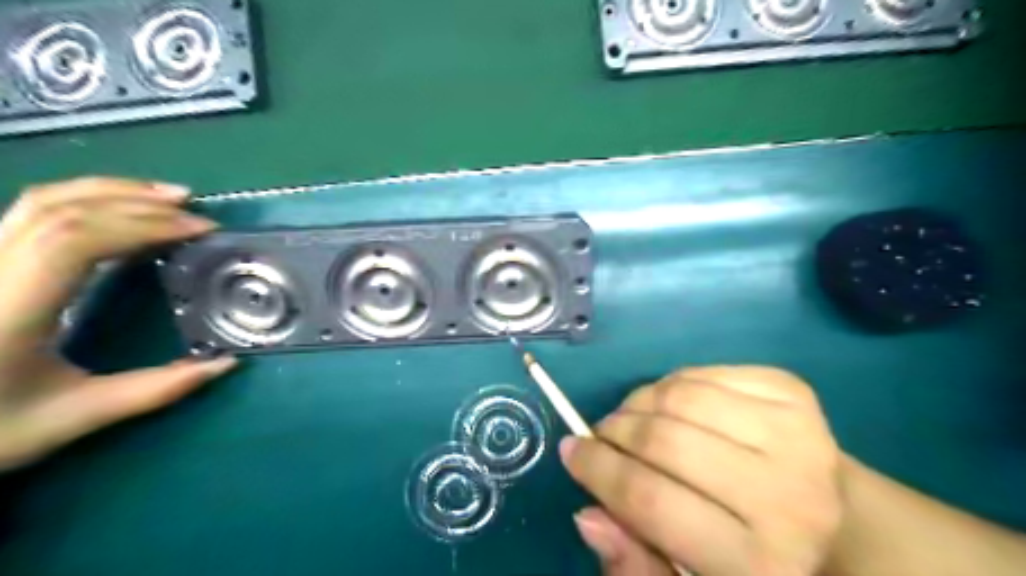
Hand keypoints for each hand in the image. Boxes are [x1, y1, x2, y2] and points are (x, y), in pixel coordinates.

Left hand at [1, 177, 234, 470]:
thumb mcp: (76, 416)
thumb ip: (156, 389)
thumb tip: (226, 363)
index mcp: (9, 309)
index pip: (76, 241)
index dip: (144, 225)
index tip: (198, 231)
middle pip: (61, 210)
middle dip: (138, 203)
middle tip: (194, 211)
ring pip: (41, 201)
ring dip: (111, 191)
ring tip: (167, 197)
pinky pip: (33, 212)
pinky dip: (86, 200)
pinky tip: (121, 208)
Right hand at [559, 367, 840, 574]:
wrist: (832, 515)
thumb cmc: (751, 553)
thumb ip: (637, 562)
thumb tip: (588, 514)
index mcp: (762, 563)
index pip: (651, 501)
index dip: (598, 470)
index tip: (571, 451)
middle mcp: (788, 496)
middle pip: (664, 440)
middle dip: (614, 431)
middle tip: (601, 435)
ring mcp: (797, 434)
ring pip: (680, 395)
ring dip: (639, 402)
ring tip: (633, 418)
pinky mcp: (793, 392)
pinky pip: (702, 372)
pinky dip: (671, 383)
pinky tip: (672, 404)